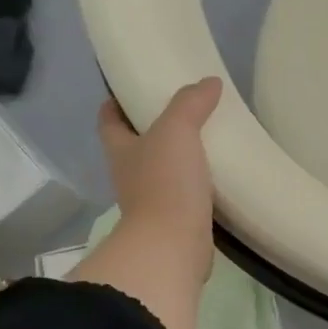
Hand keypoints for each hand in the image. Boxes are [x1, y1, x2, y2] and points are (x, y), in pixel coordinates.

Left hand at [98, 77, 221, 278]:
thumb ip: (190, 104)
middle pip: (135, 144)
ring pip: (161, 170)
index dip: (115, 102)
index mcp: (120, 149)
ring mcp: (151, 201)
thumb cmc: (165, 183)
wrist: (173, 246)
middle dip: (153, 128)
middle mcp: (129, 174)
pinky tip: (218, 175)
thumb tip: (209, 82)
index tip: (133, 88)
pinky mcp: (174, 221)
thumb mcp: (176, 131)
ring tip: (207, 139)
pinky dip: (197, 184)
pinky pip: (184, 194)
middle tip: (183, 109)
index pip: (109, 119)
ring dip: (178, 157)